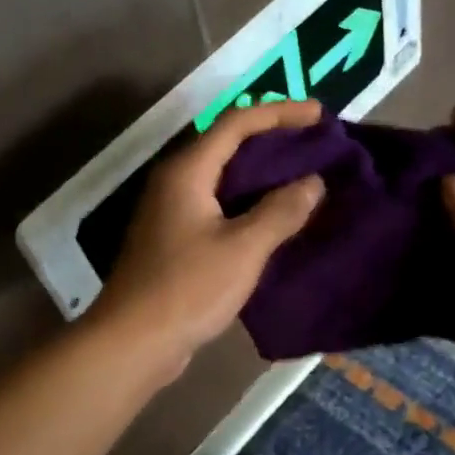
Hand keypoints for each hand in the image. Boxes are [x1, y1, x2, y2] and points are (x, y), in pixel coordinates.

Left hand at [91, 99, 325, 378]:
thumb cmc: (188, 289)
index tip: (320, 115)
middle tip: (315, 145)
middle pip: (227, 146)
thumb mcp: (243, 249)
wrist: (135, 341)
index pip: (236, 123)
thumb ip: (280, 211)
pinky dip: (248, 205)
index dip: (280, 113)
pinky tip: (274, 220)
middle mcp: (175, 182)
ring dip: (261, 176)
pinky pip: (218, 208)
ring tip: (303, 178)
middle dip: (272, 141)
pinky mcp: (174, 241)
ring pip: (223, 180)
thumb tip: (313, 182)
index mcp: (187, 172)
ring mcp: (171, 213)